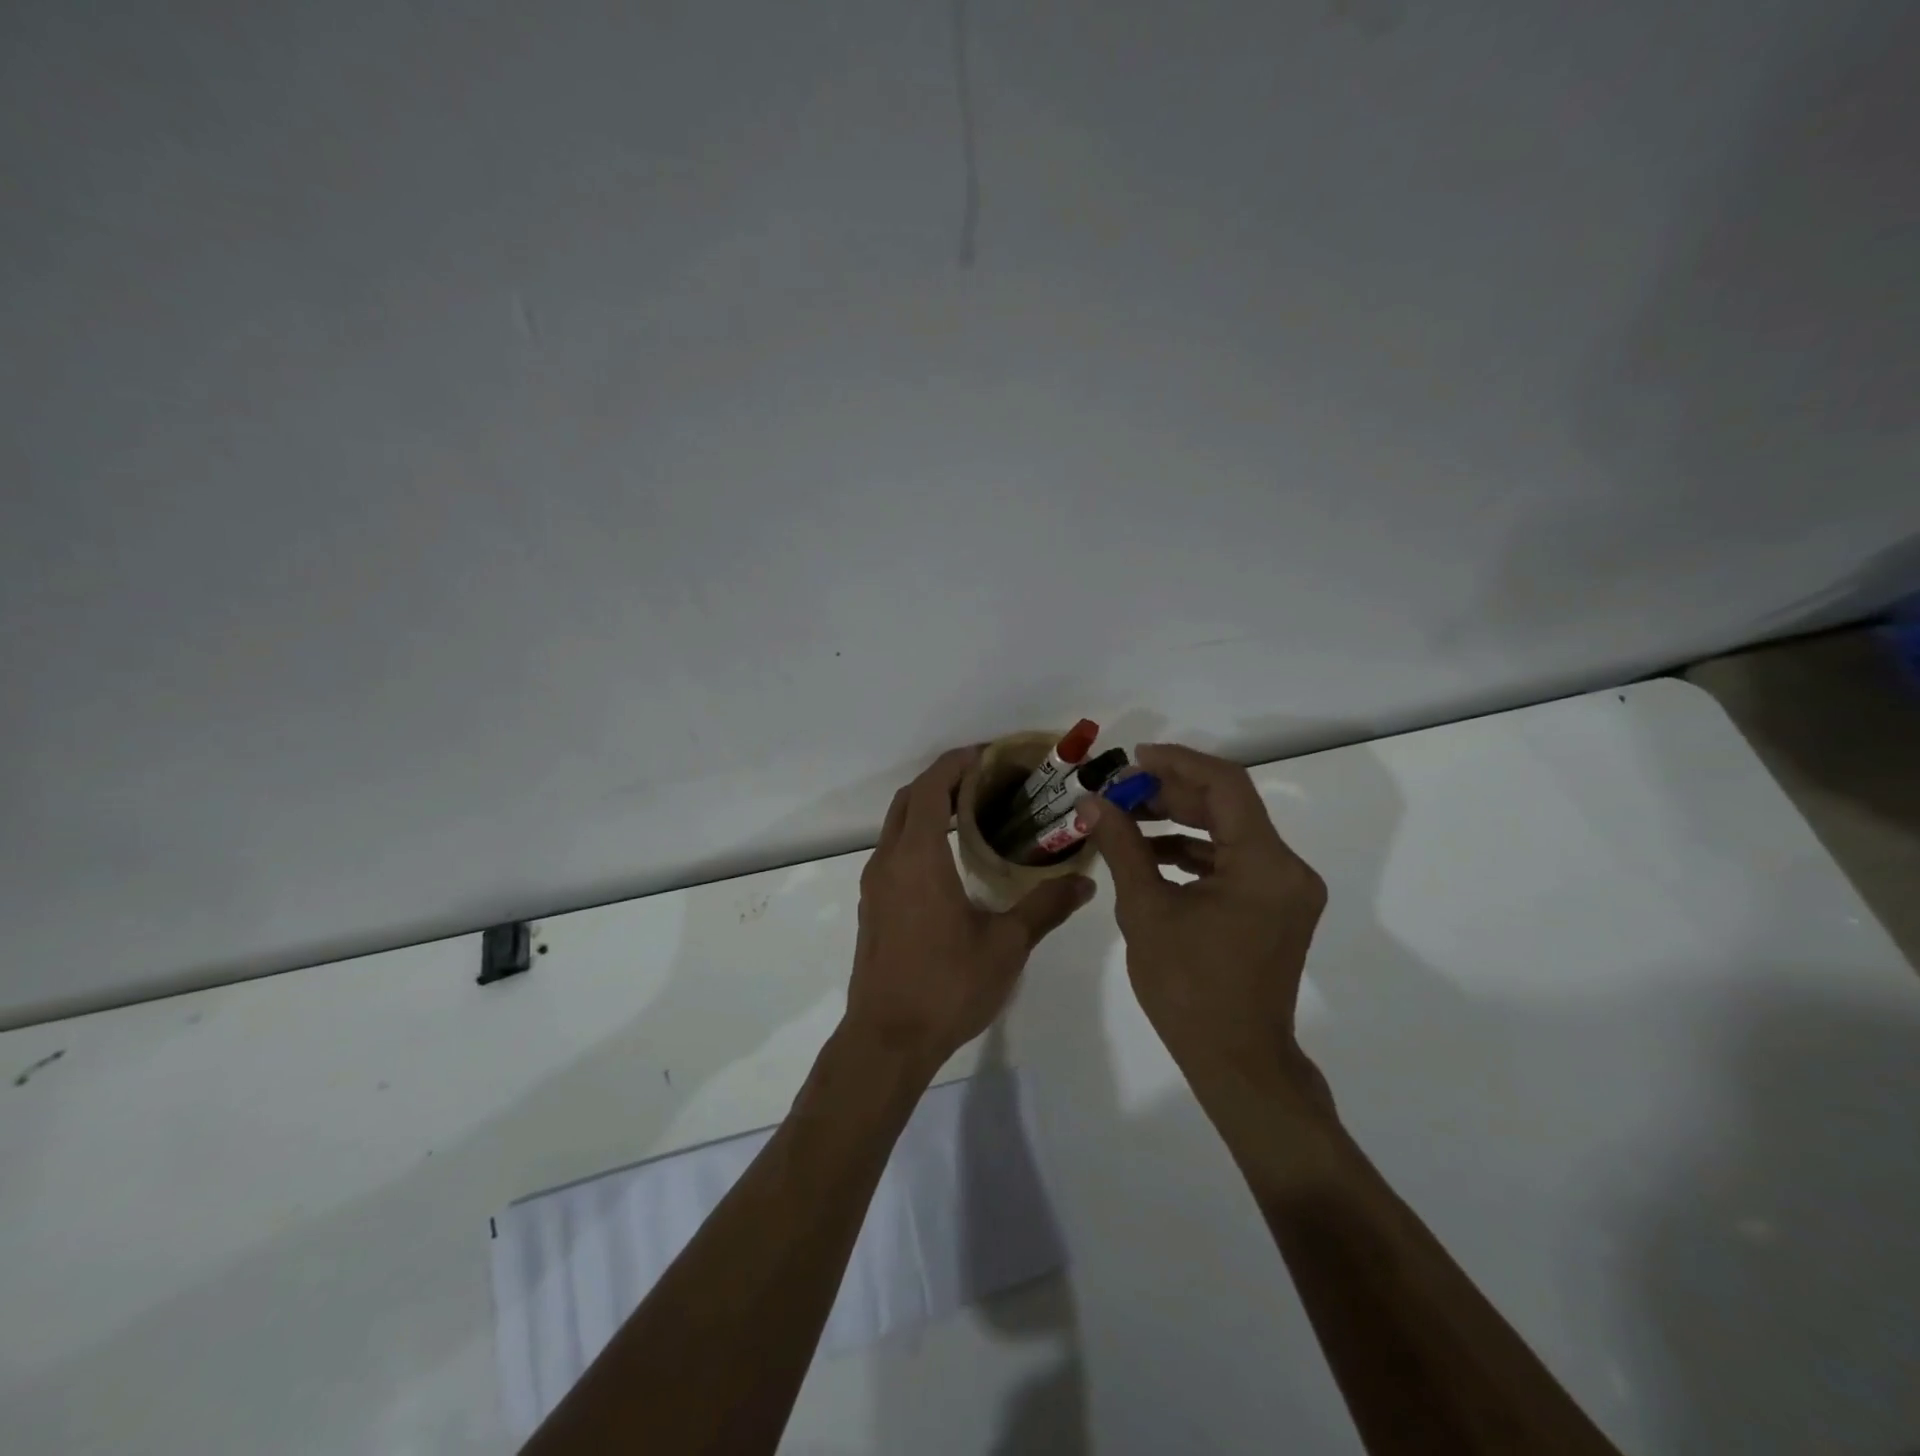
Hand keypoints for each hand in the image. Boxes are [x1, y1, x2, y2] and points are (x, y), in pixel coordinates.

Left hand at [846, 748, 1093, 1069]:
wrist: (886, 1040)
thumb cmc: (947, 986)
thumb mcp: (1006, 945)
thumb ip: (1045, 907)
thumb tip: (1085, 882)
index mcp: (919, 856)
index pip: (932, 786)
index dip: (957, 762)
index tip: (987, 754)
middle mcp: (889, 860)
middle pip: (910, 798)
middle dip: (943, 779)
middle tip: (986, 779)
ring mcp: (875, 884)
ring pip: (897, 825)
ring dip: (927, 807)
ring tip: (972, 813)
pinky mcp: (872, 906)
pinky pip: (893, 851)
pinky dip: (917, 835)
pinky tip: (949, 859)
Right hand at [1080, 744, 1326, 1089]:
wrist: (1237, 1061)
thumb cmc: (1188, 988)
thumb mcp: (1145, 910)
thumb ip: (1122, 847)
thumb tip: (1091, 802)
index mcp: (1264, 865)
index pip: (1225, 785)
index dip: (1177, 763)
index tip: (1132, 758)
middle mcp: (1287, 868)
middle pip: (1227, 806)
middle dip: (1170, 793)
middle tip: (1119, 791)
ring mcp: (1285, 889)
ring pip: (1229, 832)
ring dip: (1179, 821)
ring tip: (1126, 818)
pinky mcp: (1276, 907)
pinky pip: (1233, 862)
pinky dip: (1193, 852)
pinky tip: (1151, 853)